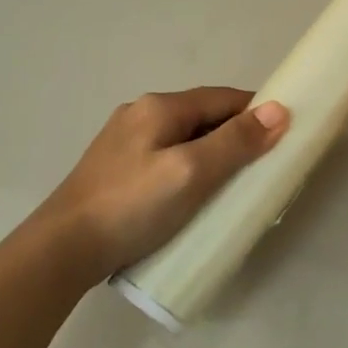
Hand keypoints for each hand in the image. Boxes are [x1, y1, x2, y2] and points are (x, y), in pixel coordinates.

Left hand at [39, 88, 289, 279]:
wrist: (62, 249)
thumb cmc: (132, 207)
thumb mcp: (191, 172)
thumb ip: (236, 142)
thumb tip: (280, 110)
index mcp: (159, 107)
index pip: (223, 98)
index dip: (257, 113)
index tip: (284, 137)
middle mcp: (140, 114)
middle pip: (204, 117)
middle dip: (236, 136)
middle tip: (263, 169)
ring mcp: (125, 142)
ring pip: (185, 139)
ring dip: (214, 154)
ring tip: (234, 186)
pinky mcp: (118, 170)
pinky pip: (168, 158)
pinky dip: (191, 169)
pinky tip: (195, 195)